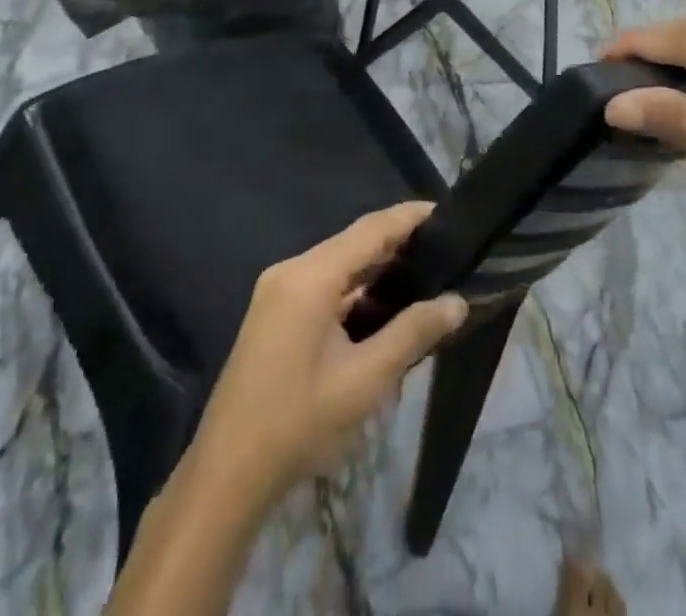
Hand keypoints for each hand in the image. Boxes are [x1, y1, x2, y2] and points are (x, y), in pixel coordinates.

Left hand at [186, 204, 468, 511]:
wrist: (227, 473)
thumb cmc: (298, 423)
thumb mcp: (364, 381)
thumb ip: (413, 334)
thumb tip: (458, 302)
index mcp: (310, 277)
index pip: (370, 229)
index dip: (409, 217)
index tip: (447, 212)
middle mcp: (292, 270)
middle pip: (354, 242)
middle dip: (398, 242)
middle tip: (445, 248)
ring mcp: (278, 289)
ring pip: (339, 263)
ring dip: (377, 267)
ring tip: (425, 272)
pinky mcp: (275, 310)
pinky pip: (324, 282)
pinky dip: (355, 287)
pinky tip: (383, 304)